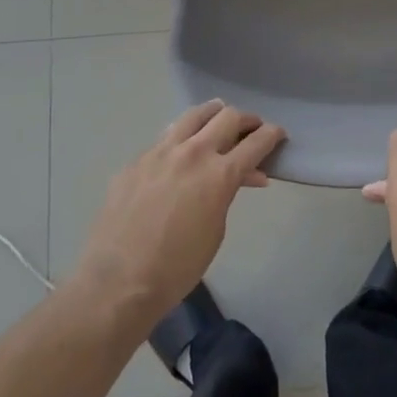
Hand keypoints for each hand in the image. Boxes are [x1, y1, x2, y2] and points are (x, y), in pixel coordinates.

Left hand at [72, 101, 283, 323]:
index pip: (256, 142)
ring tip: (219, 117)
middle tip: (252, 127)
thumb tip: (240, 177)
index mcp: (219, 174)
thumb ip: (228, 194)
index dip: (272, 135)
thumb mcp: (216, 230)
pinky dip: (181, 138)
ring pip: (193, 116)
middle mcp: (192, 153)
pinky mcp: (135, 161)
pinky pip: (164, 138)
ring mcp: (159, 152)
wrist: (118, 282)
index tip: (278, 133)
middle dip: (246, 120)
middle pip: (228, 117)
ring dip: (212, 114)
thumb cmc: (178, 267)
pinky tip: (180, 151)